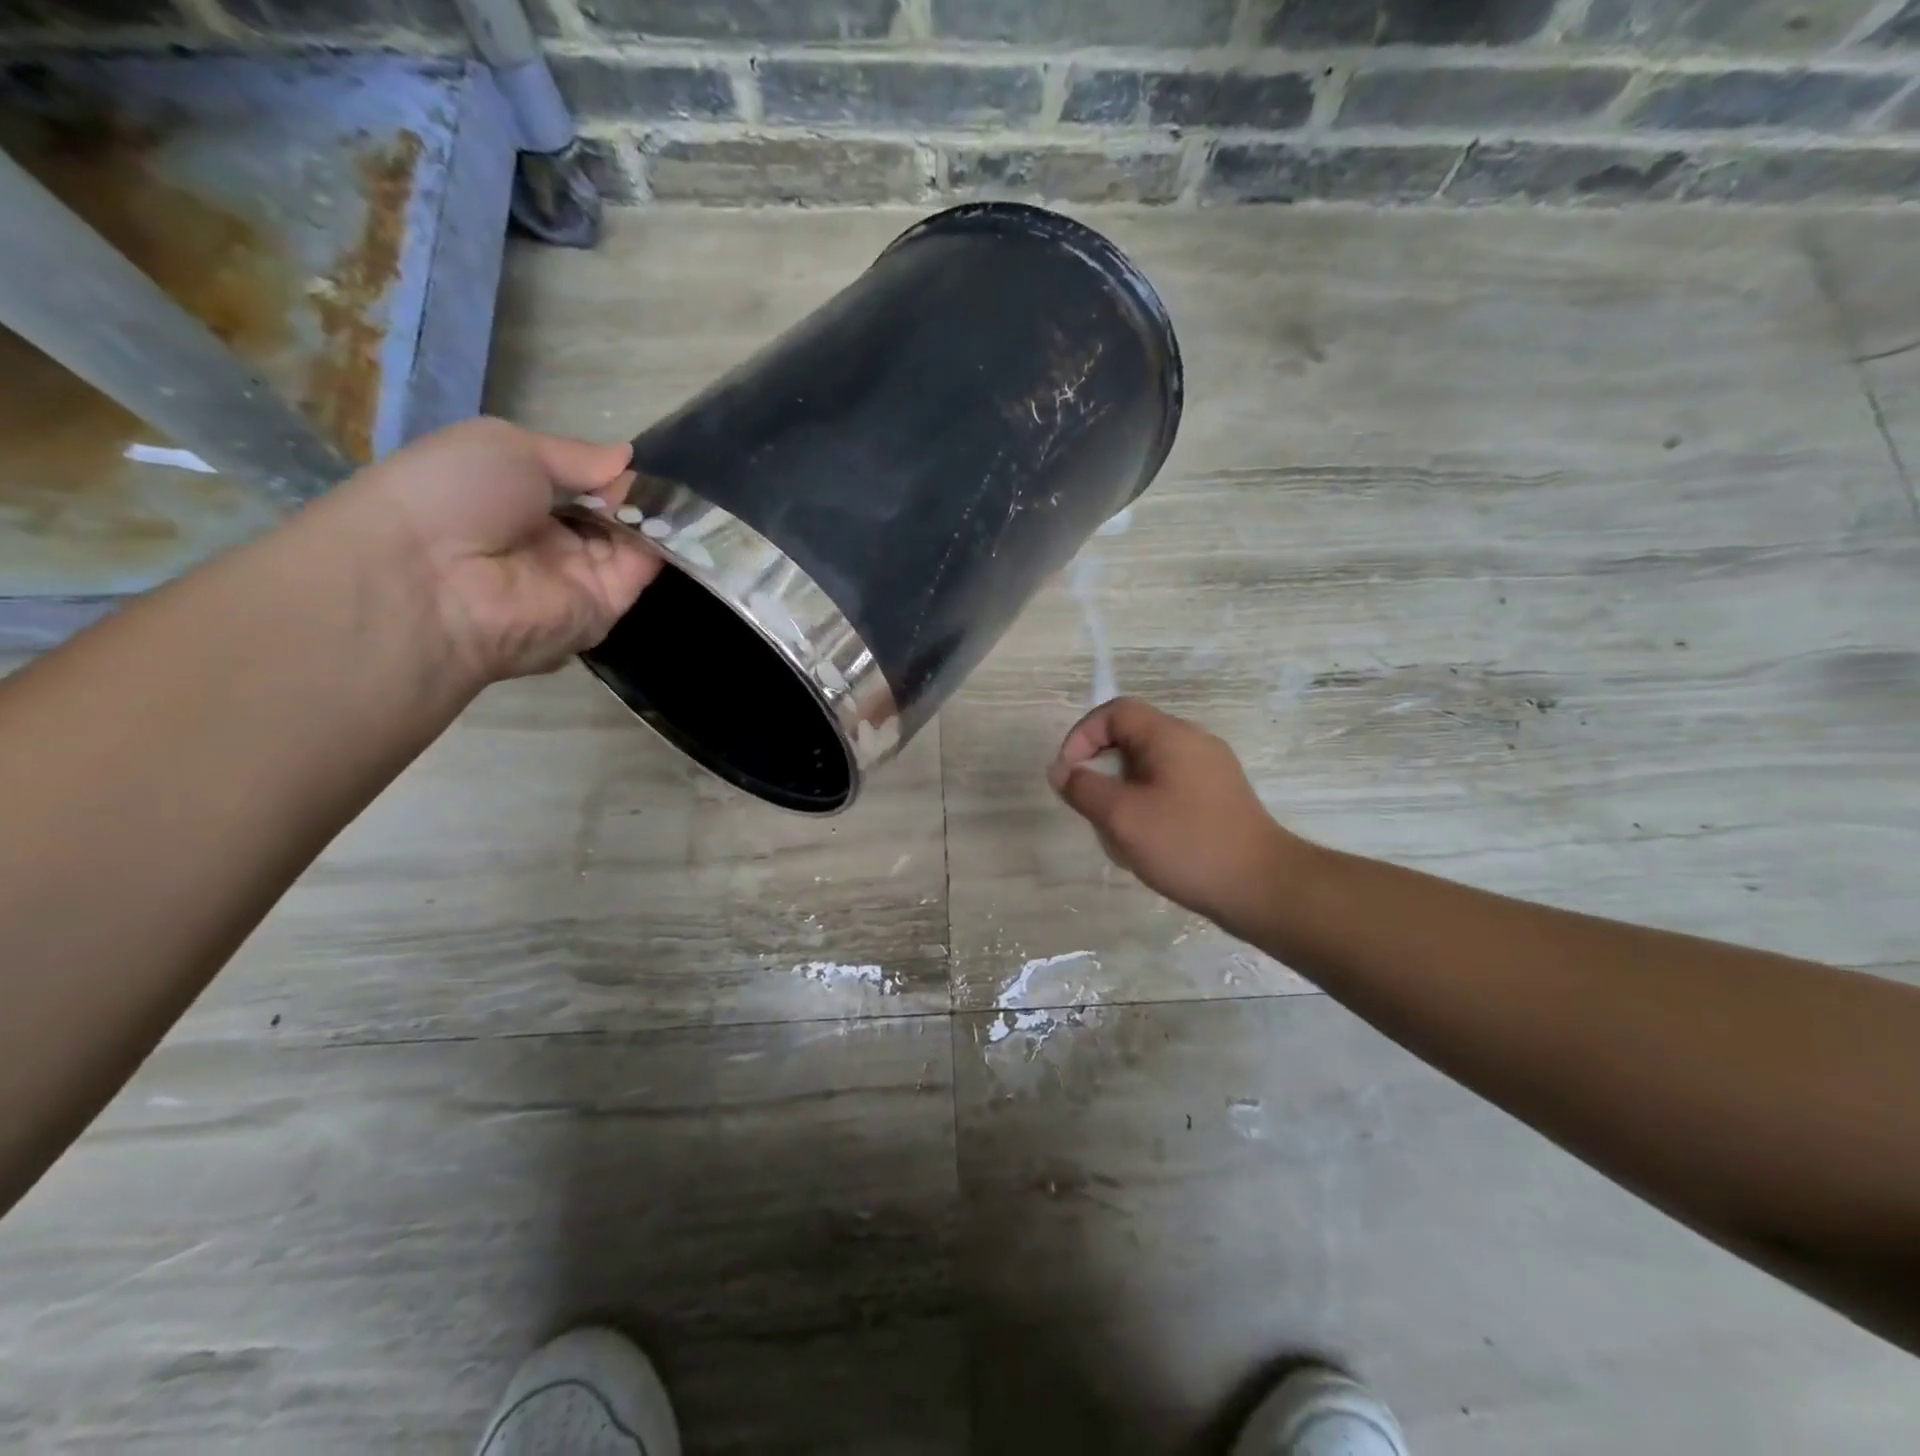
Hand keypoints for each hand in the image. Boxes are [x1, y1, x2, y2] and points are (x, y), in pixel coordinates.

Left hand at [330, 418, 662, 681]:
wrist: (433, 579)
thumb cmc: (453, 494)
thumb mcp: (507, 446)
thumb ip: (575, 454)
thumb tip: (627, 456)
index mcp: (513, 502)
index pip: (575, 486)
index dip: (602, 471)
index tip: (628, 458)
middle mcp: (547, 543)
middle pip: (607, 515)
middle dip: (631, 493)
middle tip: (652, 475)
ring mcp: (577, 578)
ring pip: (630, 542)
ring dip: (650, 515)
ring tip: (670, 490)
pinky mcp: (602, 609)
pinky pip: (639, 572)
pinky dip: (659, 544)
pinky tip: (672, 517)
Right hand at [1048, 698, 1300, 926]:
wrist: (1263, 887)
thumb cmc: (1187, 845)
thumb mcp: (1122, 817)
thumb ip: (1083, 788)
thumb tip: (1061, 771)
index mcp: (1170, 735)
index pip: (1115, 712)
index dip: (1082, 736)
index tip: (1068, 775)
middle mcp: (1193, 741)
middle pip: (1132, 737)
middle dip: (1101, 769)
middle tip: (1091, 807)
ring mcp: (1211, 769)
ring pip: (1149, 765)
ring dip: (1122, 791)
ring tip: (1117, 832)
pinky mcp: (1220, 796)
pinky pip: (1170, 785)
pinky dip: (1147, 804)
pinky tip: (1147, 842)